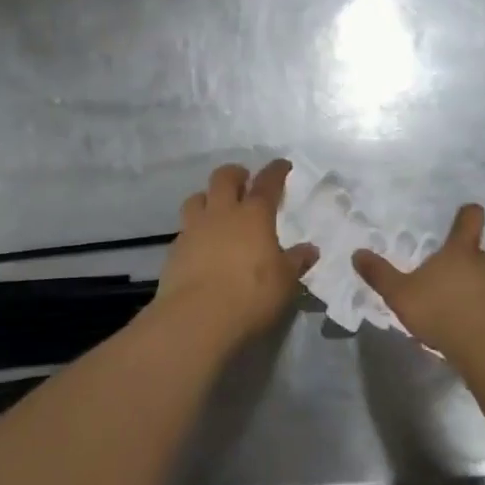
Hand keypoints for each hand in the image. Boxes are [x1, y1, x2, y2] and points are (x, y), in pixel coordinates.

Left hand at [157, 161, 316, 348]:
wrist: (197, 319)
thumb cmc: (251, 296)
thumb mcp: (285, 282)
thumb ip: (296, 262)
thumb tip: (310, 249)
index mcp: (253, 215)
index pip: (267, 183)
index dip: (275, 171)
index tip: (281, 165)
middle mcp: (222, 213)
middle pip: (224, 178)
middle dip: (235, 174)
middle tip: (243, 180)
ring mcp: (194, 229)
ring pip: (197, 198)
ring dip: (208, 197)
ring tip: (216, 208)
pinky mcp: (174, 250)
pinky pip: (184, 229)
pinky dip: (194, 230)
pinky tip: (200, 245)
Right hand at [353, 204, 484, 361]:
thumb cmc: (444, 311)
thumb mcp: (402, 294)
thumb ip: (381, 275)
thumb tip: (357, 253)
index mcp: (462, 251)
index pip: (470, 220)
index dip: (469, 215)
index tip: (469, 213)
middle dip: (475, 268)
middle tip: (457, 287)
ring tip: (470, 317)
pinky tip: (483, 338)